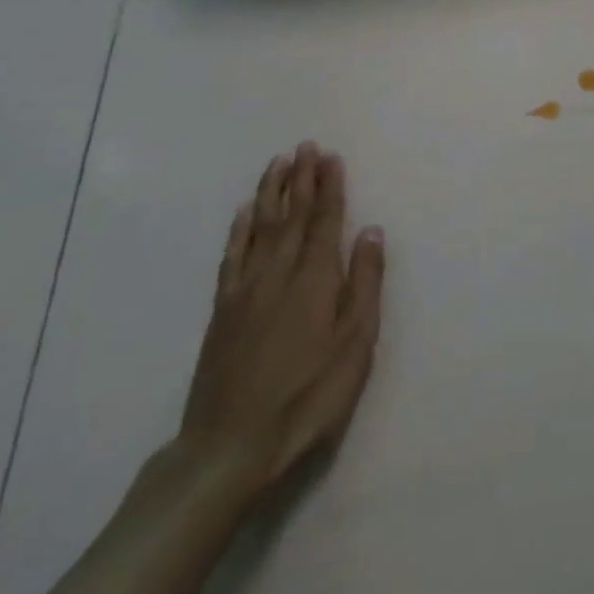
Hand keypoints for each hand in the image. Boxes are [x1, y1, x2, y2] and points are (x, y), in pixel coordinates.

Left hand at [178, 142, 385, 493]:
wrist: (229, 448)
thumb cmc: (307, 397)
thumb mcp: (355, 344)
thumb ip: (364, 283)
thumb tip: (371, 231)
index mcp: (314, 279)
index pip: (324, 221)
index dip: (330, 187)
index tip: (331, 156)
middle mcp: (278, 273)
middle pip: (291, 215)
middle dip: (301, 179)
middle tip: (305, 146)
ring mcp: (245, 291)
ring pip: (259, 228)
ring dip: (270, 193)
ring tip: (278, 164)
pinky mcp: (222, 311)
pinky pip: (232, 257)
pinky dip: (239, 230)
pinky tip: (244, 214)